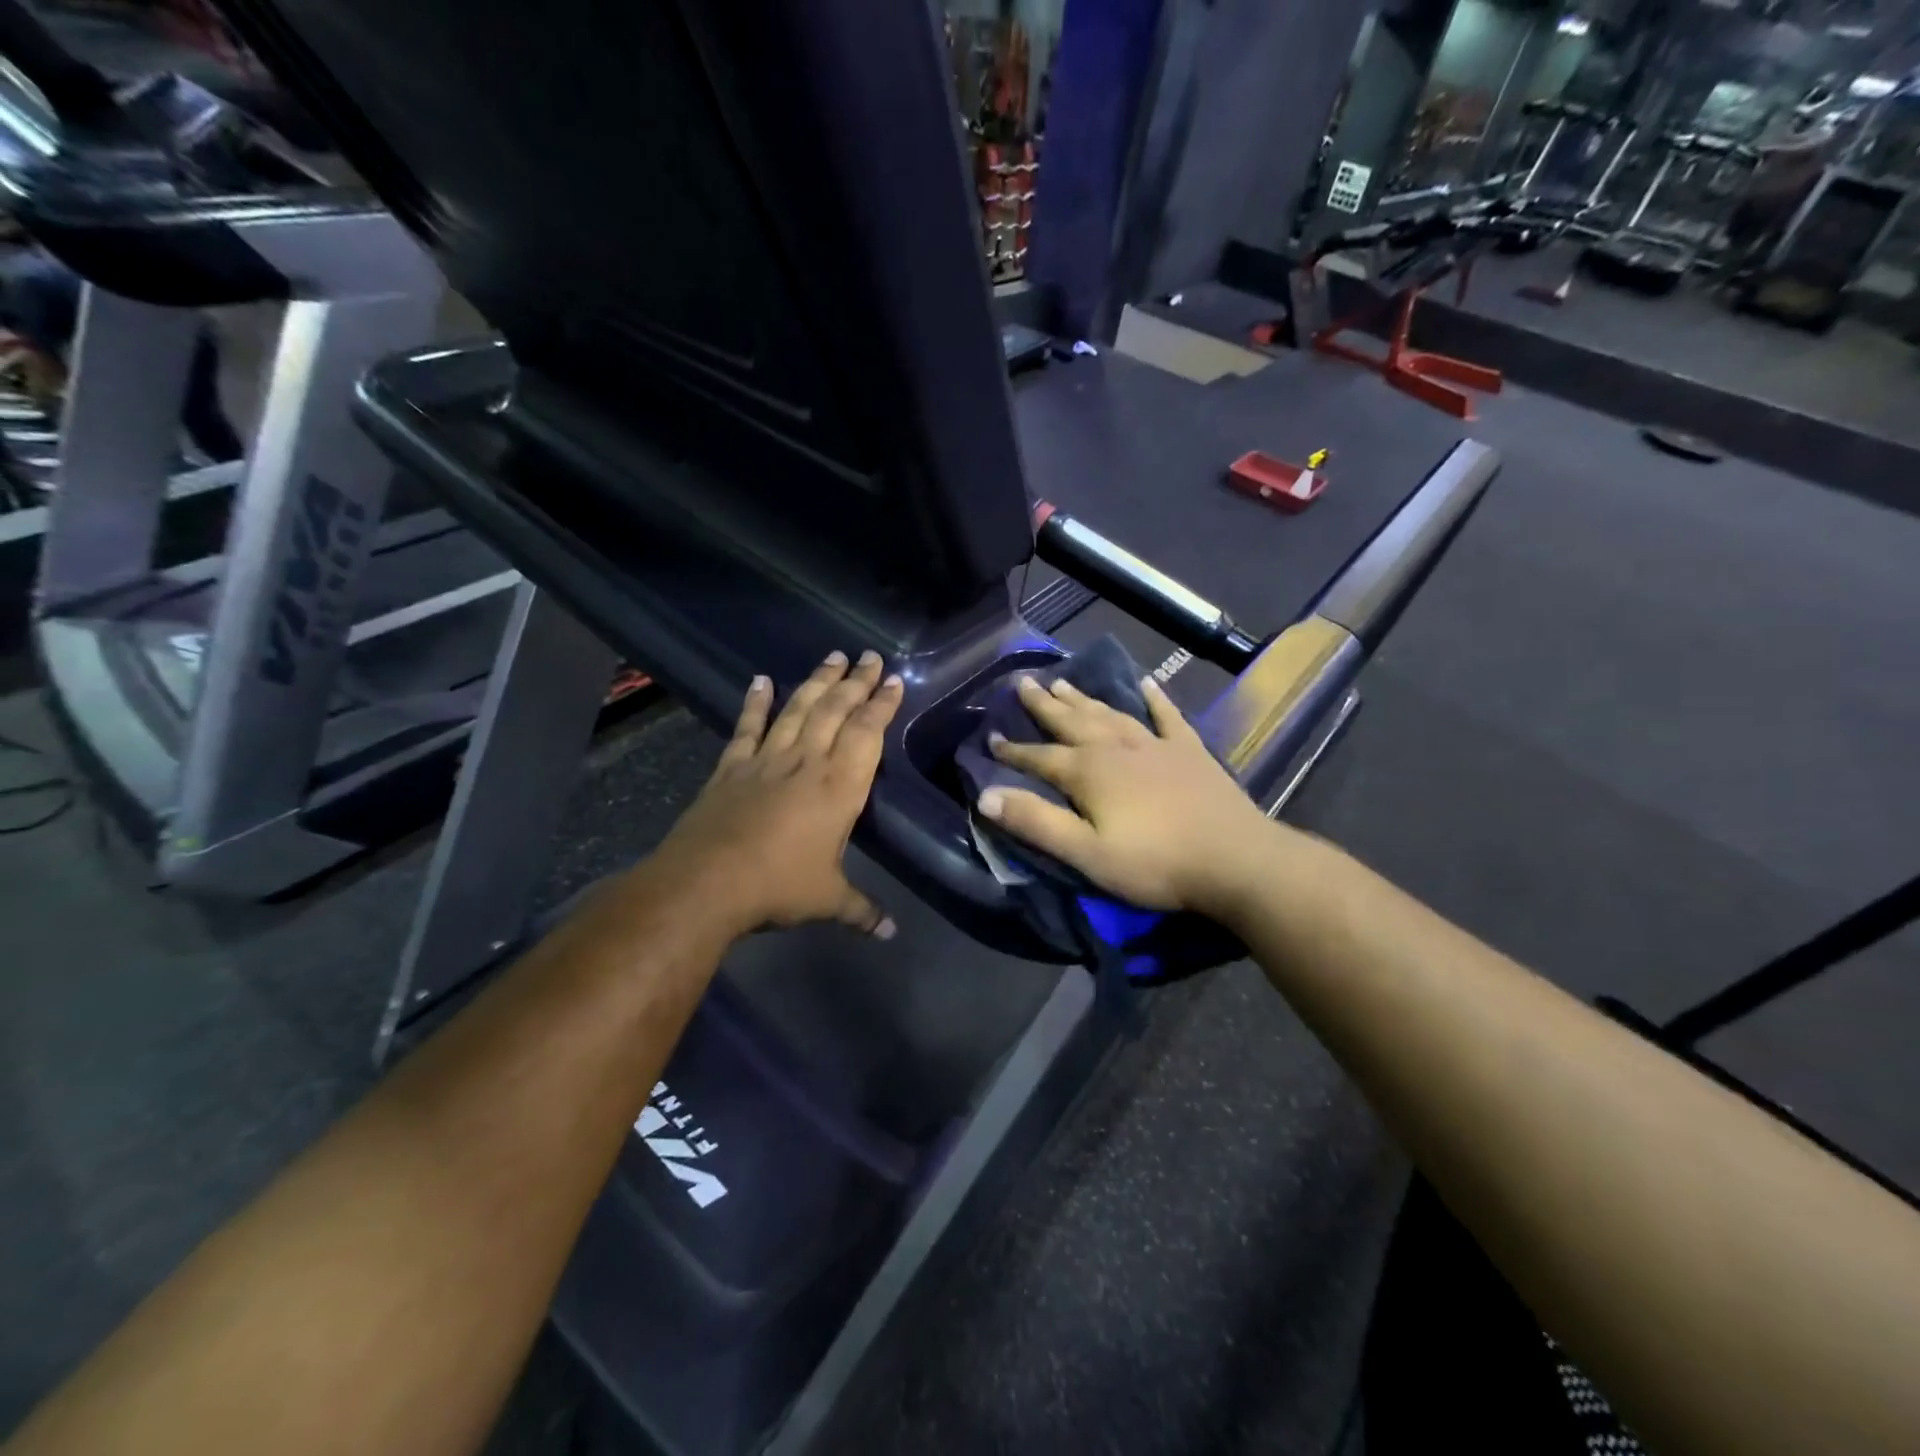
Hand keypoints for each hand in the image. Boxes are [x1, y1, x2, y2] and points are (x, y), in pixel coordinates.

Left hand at [642, 650, 904, 939]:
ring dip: (816, 682)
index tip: (892, 680)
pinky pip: (748, 727)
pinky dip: (755, 703)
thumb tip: (891, 934)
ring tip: (832, 657)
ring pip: (797, 709)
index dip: (881, 705)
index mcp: (840, 787)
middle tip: (868, 655)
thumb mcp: (828, 900)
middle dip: (855, 682)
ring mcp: (767, 760)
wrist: (708, 882)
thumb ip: (862, 911)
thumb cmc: (779, 886)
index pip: (867, 734)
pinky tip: (761, 680)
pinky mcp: (733, 767)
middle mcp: (807, 763)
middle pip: (835, 711)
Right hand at [978, 675, 1271, 914]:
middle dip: (1044, 705)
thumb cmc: (1154, 863)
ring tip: (1063, 680)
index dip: (1013, 751)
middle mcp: (1116, 748)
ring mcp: (1156, 745)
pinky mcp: (1190, 751)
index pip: (1039, 758)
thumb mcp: (1086, 853)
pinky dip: (1155, 698)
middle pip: (1072, 722)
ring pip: (1111, 713)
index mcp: (1088, 772)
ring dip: (1084, 698)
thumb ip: (1036, 822)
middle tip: (1023, 682)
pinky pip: (1168, 716)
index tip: (990, 738)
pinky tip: (1147, 682)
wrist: (1235, 859)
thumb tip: (985, 796)